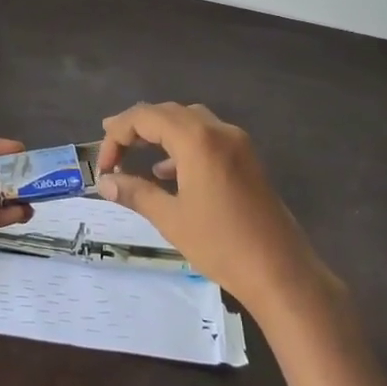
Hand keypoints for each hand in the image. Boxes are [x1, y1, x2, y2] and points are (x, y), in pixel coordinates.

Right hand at [96, 102, 334, 315]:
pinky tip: (169, 172)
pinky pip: (208, 137)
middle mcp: (219, 131)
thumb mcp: (171, 219)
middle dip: (136, 127)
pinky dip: (183, 145)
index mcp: (197, 140)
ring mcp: (237, 143)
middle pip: (168, 112)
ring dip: (160, 133)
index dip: (117, 135)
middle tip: (111, 149)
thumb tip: (104, 183)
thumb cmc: (221, 244)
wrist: (282, 272)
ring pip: (189, 121)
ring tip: (135, 155)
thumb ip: (135, 193)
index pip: (145, 117)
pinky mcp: (247, 159)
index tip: (104, 167)